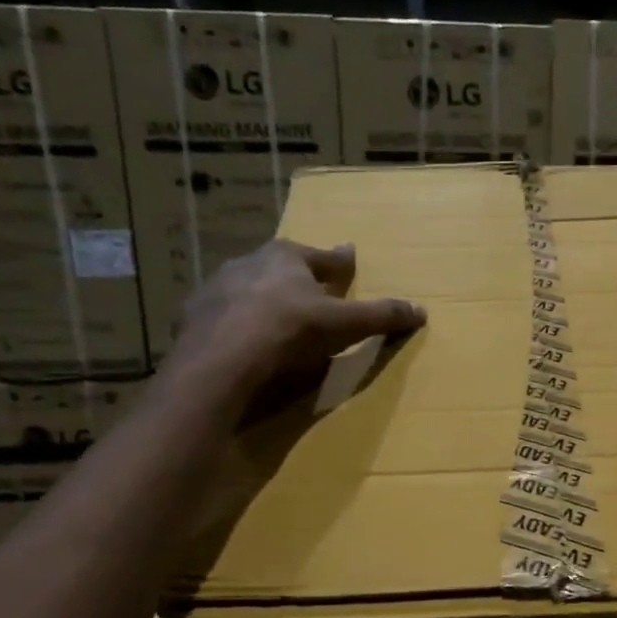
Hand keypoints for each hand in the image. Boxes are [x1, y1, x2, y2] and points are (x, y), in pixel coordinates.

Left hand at [165, 240, 425, 401]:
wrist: (221, 360)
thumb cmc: (289, 331)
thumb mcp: (344, 325)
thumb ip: (381, 316)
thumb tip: (421, 311)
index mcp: (287, 257)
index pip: (323, 257)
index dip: (340, 262)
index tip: (348, 258)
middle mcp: (249, 262)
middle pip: (283, 268)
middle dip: (297, 277)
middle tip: (311, 290)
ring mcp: (217, 288)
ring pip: (249, 289)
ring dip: (263, 300)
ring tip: (275, 318)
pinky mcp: (194, 317)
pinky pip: (222, 317)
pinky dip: (235, 324)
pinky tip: (240, 341)